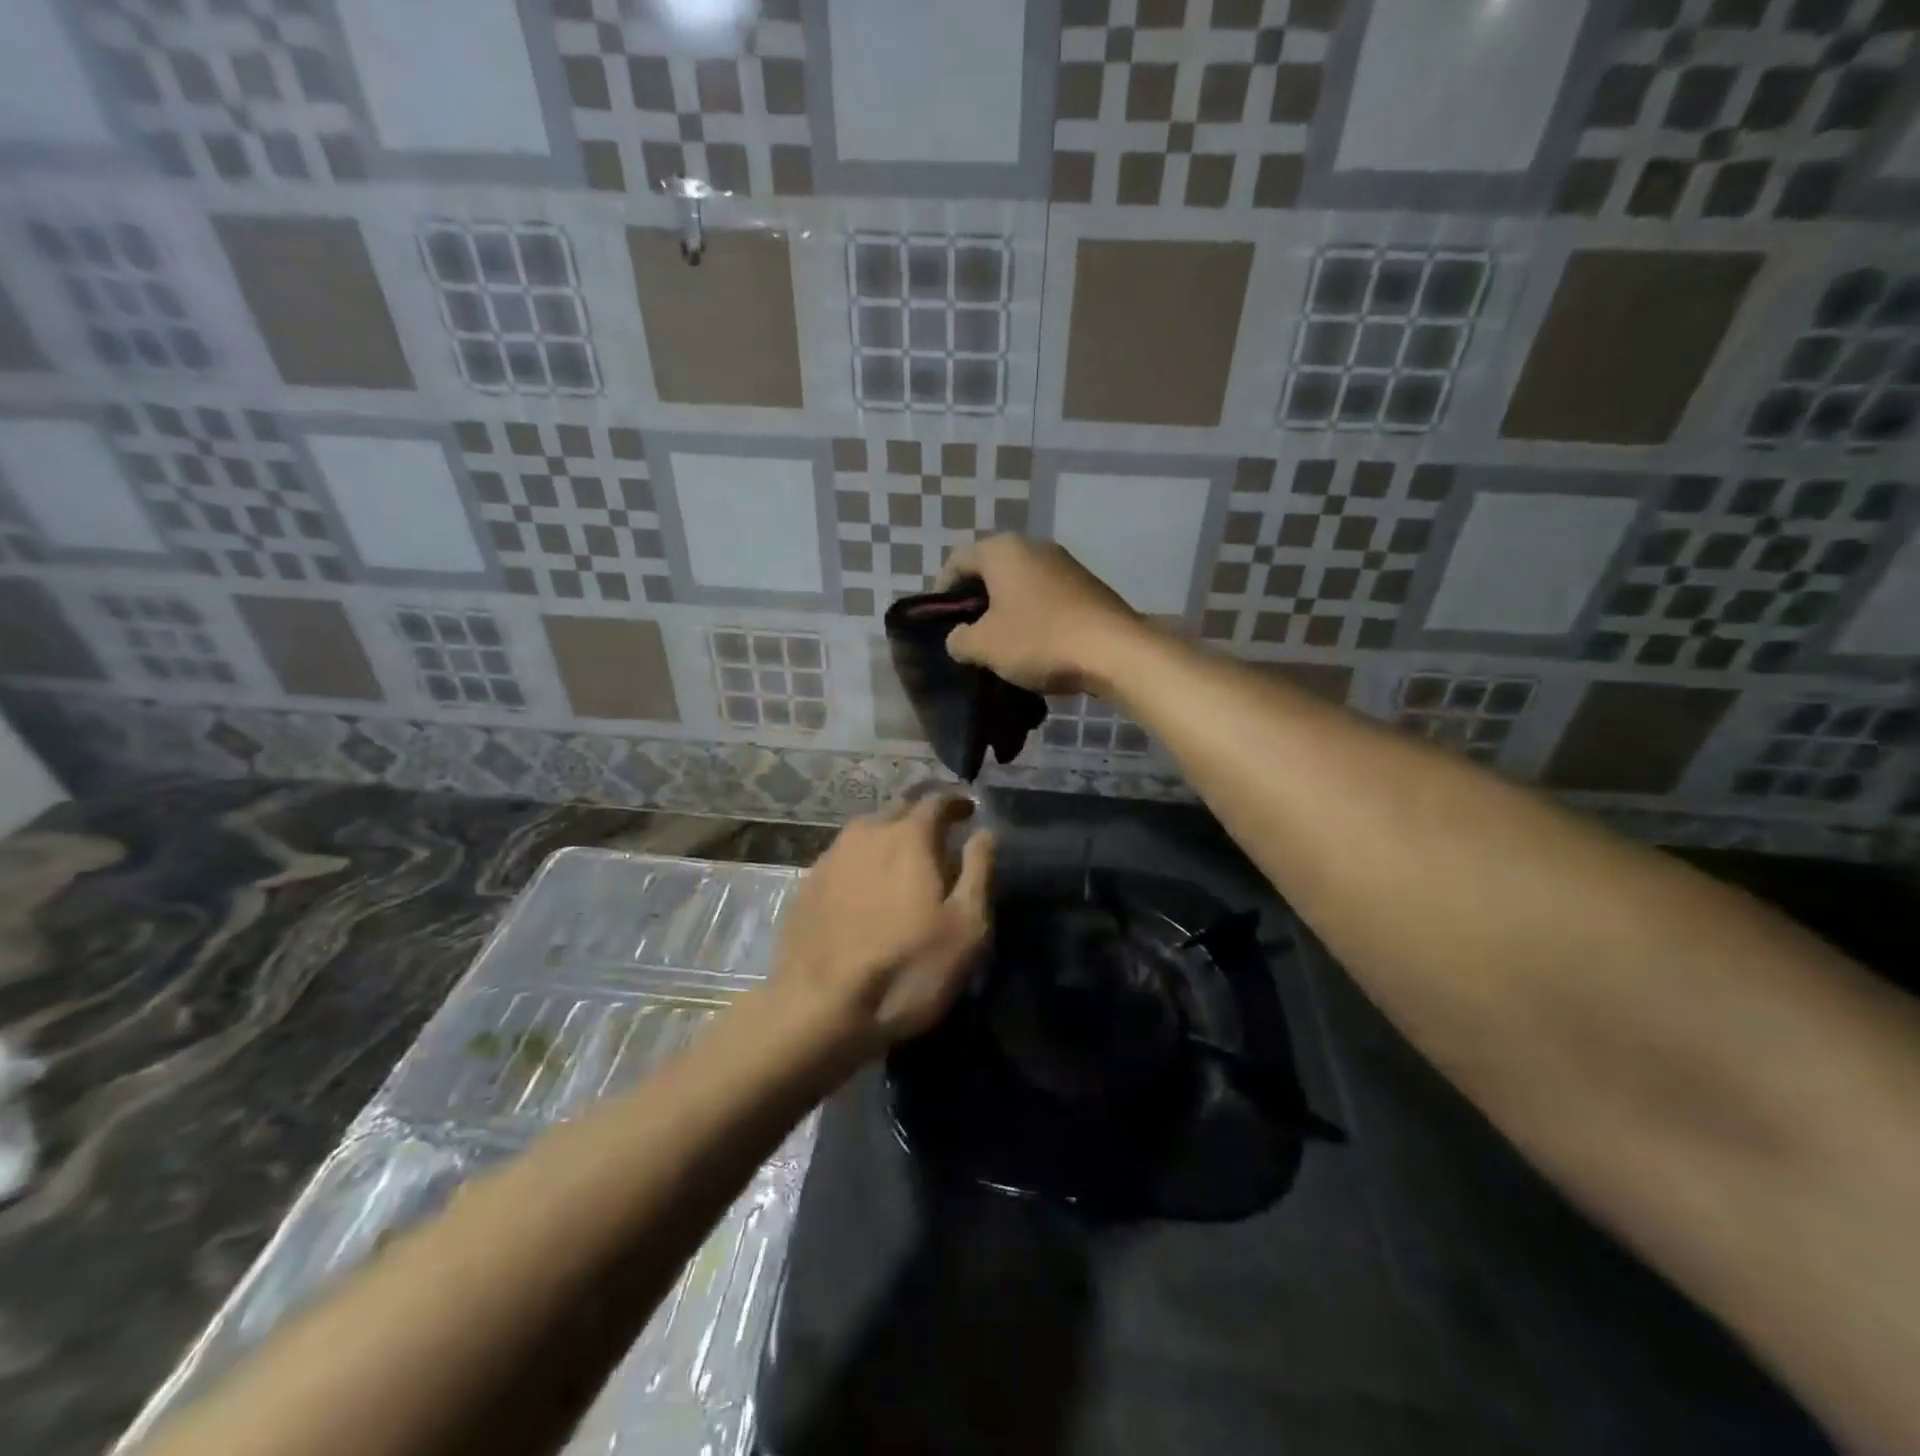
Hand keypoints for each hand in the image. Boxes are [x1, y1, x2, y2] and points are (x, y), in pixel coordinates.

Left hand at [771, 795, 993, 1052]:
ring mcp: (831, 857)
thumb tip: (986, 832)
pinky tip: (867, 888)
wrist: (819, 1009)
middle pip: (899, 809)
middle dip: (922, 817)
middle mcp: (866, 834)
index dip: (956, 802)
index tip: (969, 811)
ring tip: (904, 862)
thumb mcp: (966, 927)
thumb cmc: (907, 969)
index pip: (936, 801)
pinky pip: (844, 857)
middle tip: (940, 837)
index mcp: (908, 836)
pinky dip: (863, 862)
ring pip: (867, 832)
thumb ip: (978, 871)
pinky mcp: (807, 884)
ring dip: (890, 837)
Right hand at [937, 535, 1139, 694]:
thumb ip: (959, 639)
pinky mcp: (1087, 587)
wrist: (1114, 651)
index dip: (941, 591)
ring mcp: (1065, 564)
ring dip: (1005, 611)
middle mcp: (1034, 546)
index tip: (939, 622)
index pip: (956, 561)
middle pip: (991, 570)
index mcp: (1002, 550)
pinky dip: (1033, 616)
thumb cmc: (1039, 640)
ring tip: (999, 645)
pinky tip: (1033, 646)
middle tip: (967, 635)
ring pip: (1020, 585)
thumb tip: (959, 638)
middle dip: (976, 602)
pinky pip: (1046, 598)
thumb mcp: (984, 646)